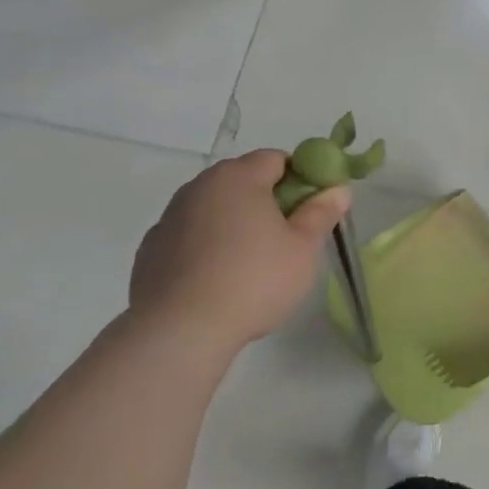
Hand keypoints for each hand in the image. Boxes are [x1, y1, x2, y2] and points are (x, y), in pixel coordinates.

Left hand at [129, 148, 349, 356]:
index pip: (276, 158)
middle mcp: (199, 187)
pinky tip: (219, 278)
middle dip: (268, 200)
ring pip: (214, 208)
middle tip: (289, 235)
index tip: (313, 206)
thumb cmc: (254, 280)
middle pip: (242, 180)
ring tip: (253, 261)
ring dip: (235, 222)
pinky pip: (190, 236)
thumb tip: (338, 190)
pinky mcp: (150, 250)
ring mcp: (169, 218)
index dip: (301, 177)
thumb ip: (321, 213)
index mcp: (238, 178)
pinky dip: (207, 246)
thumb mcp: (304, 248)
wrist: (179, 330)